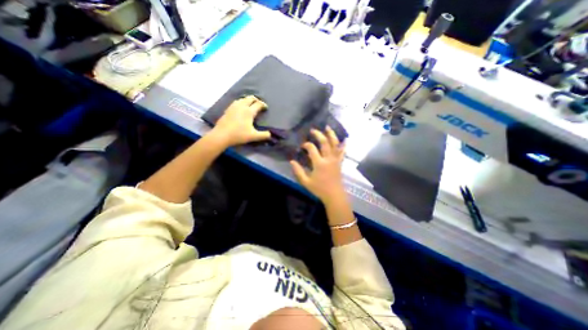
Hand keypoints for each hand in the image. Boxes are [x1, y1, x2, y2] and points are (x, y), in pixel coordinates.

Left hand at [212, 95, 272, 146]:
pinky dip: (241, 102)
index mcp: (249, 111)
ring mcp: (233, 106)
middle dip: (256, 100)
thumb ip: (264, 135)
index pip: (258, 104)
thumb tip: (270, 134)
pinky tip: (240, 108)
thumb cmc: (239, 135)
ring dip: (248, 100)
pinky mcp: (228, 109)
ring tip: (250, 105)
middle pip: (250, 98)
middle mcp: (242, 106)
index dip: (263, 105)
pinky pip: (236, 102)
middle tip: (259, 104)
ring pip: (242, 99)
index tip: (265, 108)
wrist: (222, 135)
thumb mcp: (253, 136)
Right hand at [289, 126, 345, 203]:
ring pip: (335, 144)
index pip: (312, 148)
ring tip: (328, 128)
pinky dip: (343, 145)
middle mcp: (328, 159)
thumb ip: (298, 171)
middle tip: (313, 130)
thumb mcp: (305, 182)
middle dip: (318, 135)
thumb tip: (291, 161)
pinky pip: (342, 152)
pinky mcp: (340, 162)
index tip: (302, 146)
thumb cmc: (319, 189)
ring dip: (331, 135)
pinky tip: (345, 139)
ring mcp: (336, 160)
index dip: (306, 145)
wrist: (334, 195)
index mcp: (319, 163)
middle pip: (324, 143)